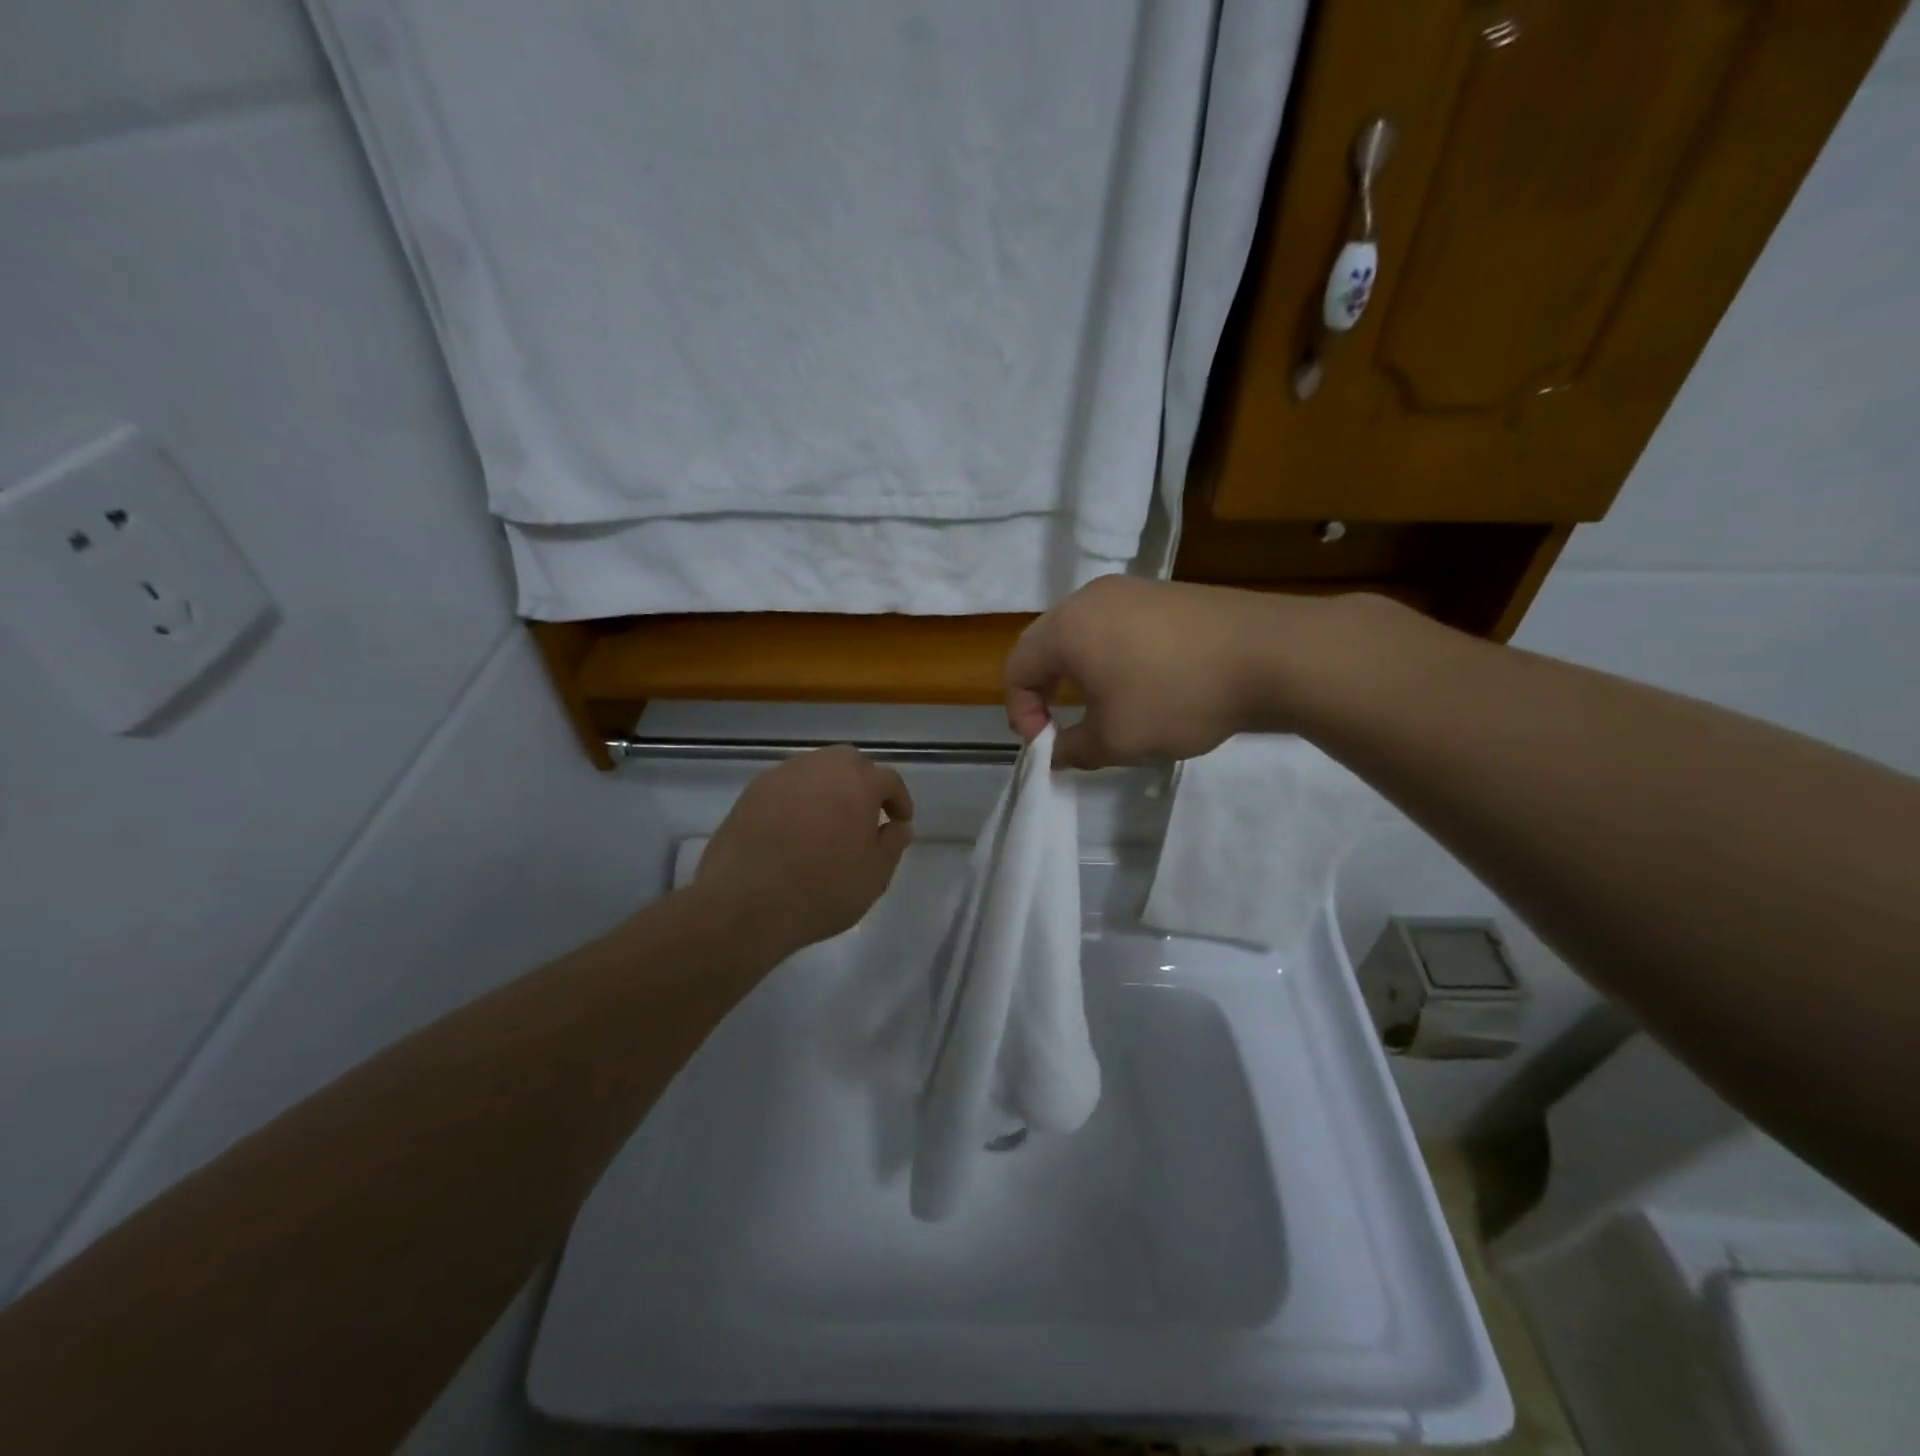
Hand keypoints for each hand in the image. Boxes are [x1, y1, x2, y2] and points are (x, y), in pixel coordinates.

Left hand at [695, 745, 914, 957]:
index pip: (888, 780)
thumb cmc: (821, 891)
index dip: (898, 800)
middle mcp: (820, 767)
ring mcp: (782, 776)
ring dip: (828, 788)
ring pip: (815, 770)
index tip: (899, 821)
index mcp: (858, 782)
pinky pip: (786, 786)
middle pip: (849, 763)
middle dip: (862, 784)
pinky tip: (794, 828)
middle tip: (863, 816)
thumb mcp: (874, 876)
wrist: (745, 903)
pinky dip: (797, 798)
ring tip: (827, 821)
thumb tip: (897, 825)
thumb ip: (892, 844)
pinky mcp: (751, 792)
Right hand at [1004, 576, 1304, 768]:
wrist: (1270, 654)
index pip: (1016, 667)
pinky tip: (1148, 683)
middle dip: (1048, 691)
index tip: (1047, 744)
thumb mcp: (1116, 739)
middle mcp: (1090, 598)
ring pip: (1084, 636)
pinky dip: (1115, 658)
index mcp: (1066, 627)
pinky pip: (1119, 627)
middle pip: (1046, 646)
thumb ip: (1072, 749)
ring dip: (1082, 675)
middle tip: (1067, 727)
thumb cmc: (1176, 697)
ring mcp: (1131, 590)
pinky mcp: (1165, 594)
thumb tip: (1054, 753)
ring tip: (1109, 707)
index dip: (1020, 711)